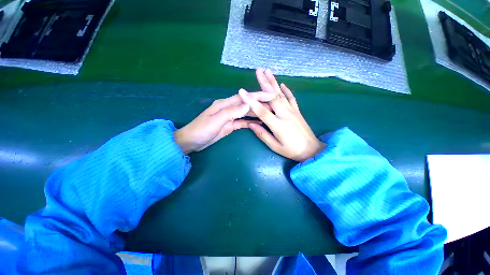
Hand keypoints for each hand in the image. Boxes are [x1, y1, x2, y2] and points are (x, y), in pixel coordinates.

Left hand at [175, 92, 273, 153]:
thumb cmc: (201, 130)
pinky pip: (242, 122)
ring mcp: (230, 117)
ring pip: (246, 113)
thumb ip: (231, 112)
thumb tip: (247, 104)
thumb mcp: (216, 120)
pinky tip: (258, 122)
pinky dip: (250, 121)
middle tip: (273, 105)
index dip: (256, 96)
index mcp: (224, 104)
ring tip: (269, 113)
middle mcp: (228, 108)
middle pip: (246, 104)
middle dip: (259, 104)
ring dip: (256, 112)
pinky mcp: (230, 125)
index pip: (243, 98)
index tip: (270, 95)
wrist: (192, 141)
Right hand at [238, 68, 325, 161]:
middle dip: (264, 82)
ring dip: (274, 82)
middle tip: (258, 70)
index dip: (251, 101)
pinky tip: (282, 84)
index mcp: (278, 125)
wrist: (311, 150)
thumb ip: (262, 134)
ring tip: (268, 71)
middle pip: (272, 96)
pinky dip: (287, 90)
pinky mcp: (297, 111)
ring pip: (281, 94)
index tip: (242, 92)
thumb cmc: (291, 150)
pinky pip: (291, 98)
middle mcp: (285, 114)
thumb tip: (251, 124)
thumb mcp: (275, 146)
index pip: (262, 111)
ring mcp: (292, 111)